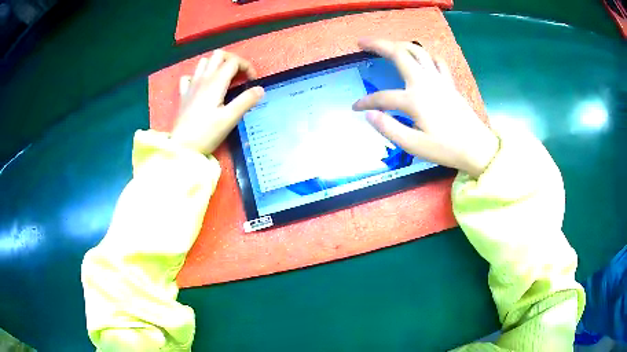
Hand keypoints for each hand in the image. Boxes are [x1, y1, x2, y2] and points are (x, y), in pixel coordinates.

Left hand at [171, 50, 264, 154]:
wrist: (182, 147)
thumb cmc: (206, 133)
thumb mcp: (230, 119)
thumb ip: (246, 101)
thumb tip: (260, 89)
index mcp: (216, 82)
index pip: (234, 62)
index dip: (247, 67)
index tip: (252, 81)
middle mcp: (203, 78)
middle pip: (218, 55)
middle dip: (232, 60)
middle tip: (239, 74)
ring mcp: (191, 85)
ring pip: (204, 62)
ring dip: (216, 64)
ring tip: (224, 78)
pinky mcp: (184, 94)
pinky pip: (190, 76)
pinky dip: (198, 76)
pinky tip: (202, 86)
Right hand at [352, 39, 497, 177]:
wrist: (477, 148)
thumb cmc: (447, 149)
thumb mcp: (415, 146)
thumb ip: (389, 129)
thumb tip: (369, 115)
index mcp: (415, 100)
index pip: (382, 97)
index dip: (365, 102)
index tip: (355, 108)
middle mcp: (425, 83)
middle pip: (399, 54)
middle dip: (377, 45)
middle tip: (361, 43)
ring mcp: (439, 80)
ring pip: (417, 51)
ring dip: (399, 44)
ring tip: (386, 45)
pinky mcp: (449, 82)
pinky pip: (436, 61)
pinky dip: (425, 55)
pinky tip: (421, 58)